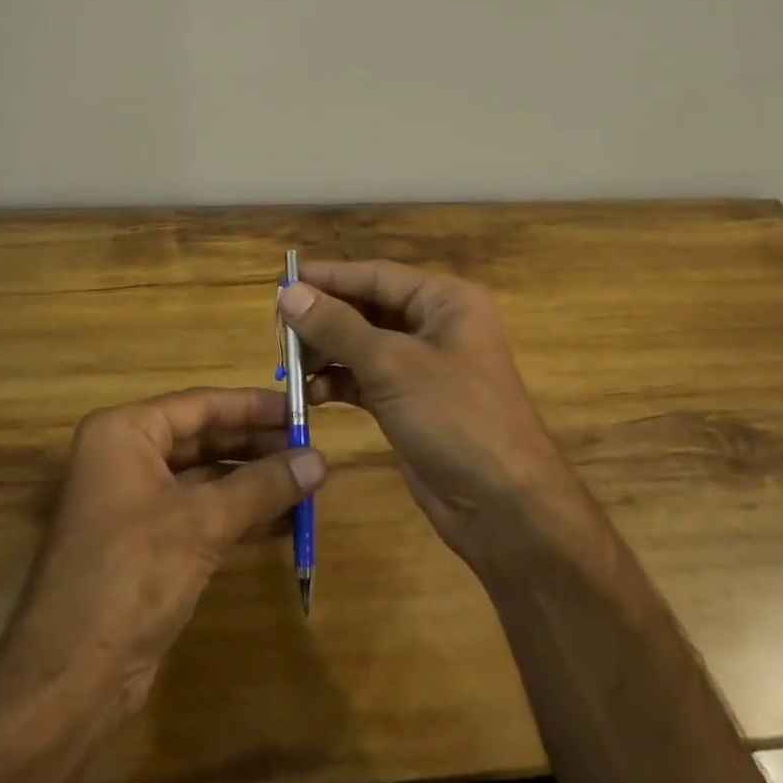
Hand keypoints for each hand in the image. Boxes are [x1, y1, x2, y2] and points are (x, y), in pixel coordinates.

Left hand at [0, 387, 326, 720]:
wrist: (71, 679)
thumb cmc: (132, 575)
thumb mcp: (203, 522)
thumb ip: (263, 486)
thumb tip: (321, 459)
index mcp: (125, 433)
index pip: (201, 405)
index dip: (254, 407)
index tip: (302, 409)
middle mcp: (125, 457)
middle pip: (203, 438)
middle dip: (257, 446)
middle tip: (311, 449)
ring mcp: (133, 503)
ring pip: (205, 478)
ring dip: (253, 482)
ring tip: (307, 482)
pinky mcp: (145, 544)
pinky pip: (200, 513)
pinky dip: (238, 514)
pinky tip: (284, 522)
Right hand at [278, 261, 587, 570]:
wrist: (504, 507)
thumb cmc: (455, 417)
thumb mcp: (392, 365)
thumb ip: (338, 327)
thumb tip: (288, 293)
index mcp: (445, 300)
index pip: (376, 275)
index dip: (328, 278)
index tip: (281, 282)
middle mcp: (436, 324)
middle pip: (368, 308)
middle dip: (324, 319)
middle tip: (278, 330)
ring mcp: (424, 366)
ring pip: (363, 345)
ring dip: (327, 353)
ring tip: (290, 365)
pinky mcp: (411, 402)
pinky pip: (366, 379)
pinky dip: (339, 382)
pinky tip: (312, 394)